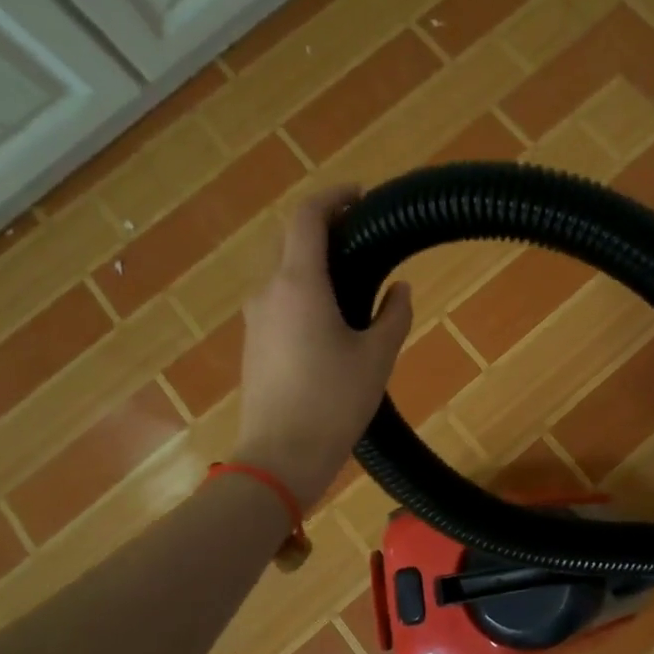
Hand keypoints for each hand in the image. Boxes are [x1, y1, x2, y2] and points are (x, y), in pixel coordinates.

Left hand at [234, 187, 411, 508]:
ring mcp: (255, 318)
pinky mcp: (253, 342)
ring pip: (284, 272)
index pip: (306, 217)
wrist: (279, 458)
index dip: (333, 197)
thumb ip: (394, 314)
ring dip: (314, 262)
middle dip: (325, 228)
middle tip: (365, 236)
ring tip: (355, 278)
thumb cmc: (334, 402)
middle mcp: (268, 291)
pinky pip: (280, 300)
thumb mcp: (377, 356)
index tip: (360, 196)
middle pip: (291, 240)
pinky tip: (333, 316)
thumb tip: (399, 288)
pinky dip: (305, 290)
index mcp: (298, 284)